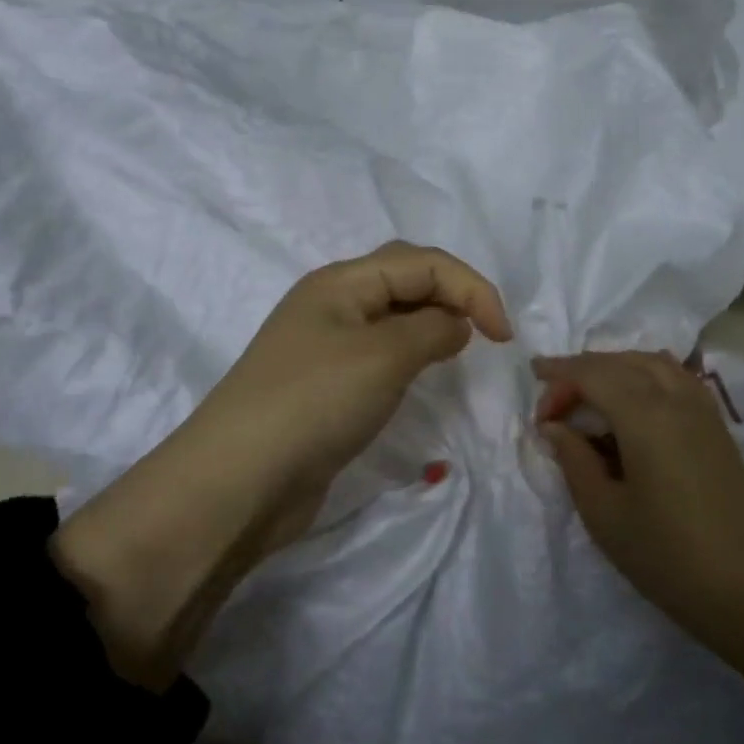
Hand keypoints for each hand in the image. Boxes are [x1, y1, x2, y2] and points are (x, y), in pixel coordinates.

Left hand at [190, 240, 513, 542]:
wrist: (240, 481)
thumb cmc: (315, 403)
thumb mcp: (384, 356)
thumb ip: (432, 329)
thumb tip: (455, 324)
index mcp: (341, 281)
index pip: (422, 262)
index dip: (471, 288)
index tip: (504, 337)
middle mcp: (332, 303)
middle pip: (406, 278)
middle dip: (452, 294)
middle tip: (485, 333)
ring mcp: (326, 345)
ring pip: (394, 316)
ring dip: (432, 322)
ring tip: (460, 349)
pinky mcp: (327, 385)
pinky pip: (380, 353)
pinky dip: (411, 354)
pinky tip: (423, 373)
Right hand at [533, 351, 743, 644]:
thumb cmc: (665, 556)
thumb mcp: (604, 513)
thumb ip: (574, 460)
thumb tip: (554, 427)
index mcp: (646, 416)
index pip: (593, 374)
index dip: (559, 379)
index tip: (536, 405)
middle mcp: (677, 399)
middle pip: (621, 362)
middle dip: (582, 371)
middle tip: (554, 401)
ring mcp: (704, 410)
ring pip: (653, 363)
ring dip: (615, 367)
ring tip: (588, 392)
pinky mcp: (718, 427)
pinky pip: (677, 378)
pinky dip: (646, 374)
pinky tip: (633, 401)